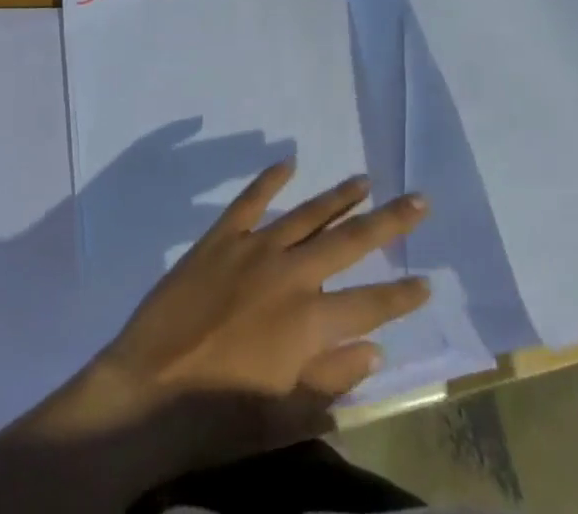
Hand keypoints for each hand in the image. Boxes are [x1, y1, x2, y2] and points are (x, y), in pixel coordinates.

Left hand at [0, 165, 430, 513]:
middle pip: (350, 242)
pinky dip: (269, 178)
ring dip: (339, 195)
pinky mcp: (221, 237)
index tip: (428, 279)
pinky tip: (288, 161)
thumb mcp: (286, 416)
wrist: (149, 391)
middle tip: (418, 199)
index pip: (371, 303)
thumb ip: (334, 380)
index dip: (403, 294)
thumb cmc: (220, 416)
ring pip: (308, 213)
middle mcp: (291, 275)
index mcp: (310, 323)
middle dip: (389, 221)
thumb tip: (375, 349)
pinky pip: (250, 199)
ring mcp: (255, 249)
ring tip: (365, 178)